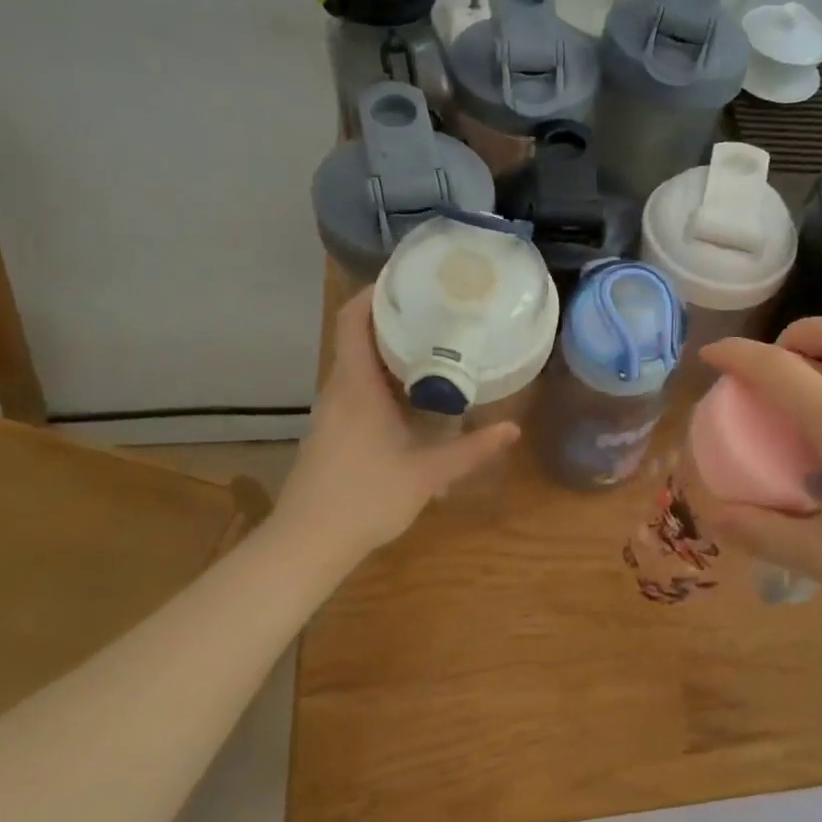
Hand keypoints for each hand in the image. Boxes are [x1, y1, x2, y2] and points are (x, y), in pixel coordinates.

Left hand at [273, 288, 518, 561]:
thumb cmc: (366, 498)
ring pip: (357, 365)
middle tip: (437, 310)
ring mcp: (331, 412)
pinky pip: (356, 388)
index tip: (408, 279)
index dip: (374, 293)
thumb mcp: (427, 474)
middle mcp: (339, 390)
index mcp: (356, 387)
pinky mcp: (331, 431)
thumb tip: (513, 429)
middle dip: (393, 319)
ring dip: (388, 351)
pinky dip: (381, 377)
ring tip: (432, 345)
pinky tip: (411, 394)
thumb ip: (471, 450)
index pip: (353, 320)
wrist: (308, 543)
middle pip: (357, 337)